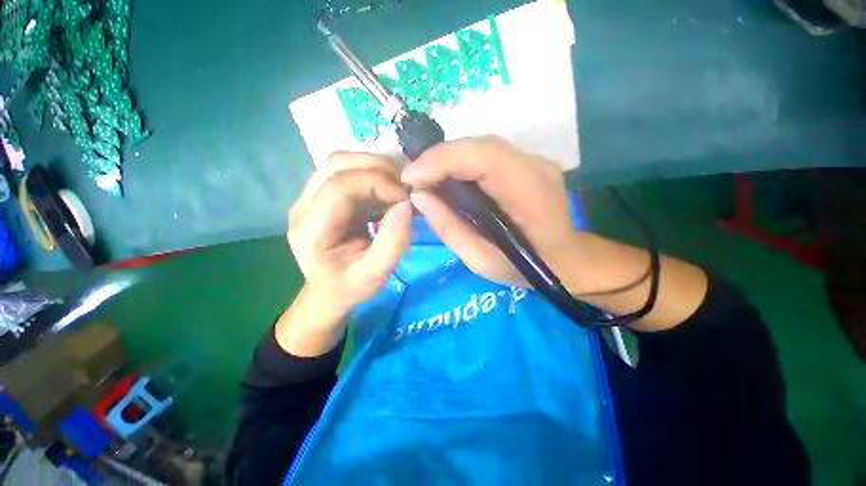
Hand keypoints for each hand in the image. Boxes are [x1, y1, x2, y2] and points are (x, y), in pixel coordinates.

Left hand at [288, 152, 411, 315]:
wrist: (330, 289)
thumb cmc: (350, 286)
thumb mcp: (375, 275)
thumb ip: (392, 243)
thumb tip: (406, 204)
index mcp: (310, 231)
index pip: (340, 187)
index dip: (377, 183)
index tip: (405, 198)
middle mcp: (303, 206)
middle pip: (337, 165)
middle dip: (378, 168)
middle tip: (405, 188)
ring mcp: (310, 196)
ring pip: (341, 162)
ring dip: (375, 167)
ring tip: (398, 187)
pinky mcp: (323, 194)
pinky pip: (347, 170)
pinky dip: (372, 173)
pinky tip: (387, 191)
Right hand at [401, 136, 576, 287]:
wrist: (565, 260)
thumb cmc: (525, 269)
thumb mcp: (481, 261)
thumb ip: (449, 228)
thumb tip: (419, 196)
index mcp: (529, 194)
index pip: (483, 158)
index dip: (441, 160)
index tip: (410, 178)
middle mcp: (535, 167)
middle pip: (480, 147)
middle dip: (439, 158)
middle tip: (413, 179)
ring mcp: (534, 161)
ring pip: (481, 148)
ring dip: (448, 159)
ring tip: (426, 179)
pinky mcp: (527, 163)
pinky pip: (487, 156)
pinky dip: (461, 164)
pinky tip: (449, 179)